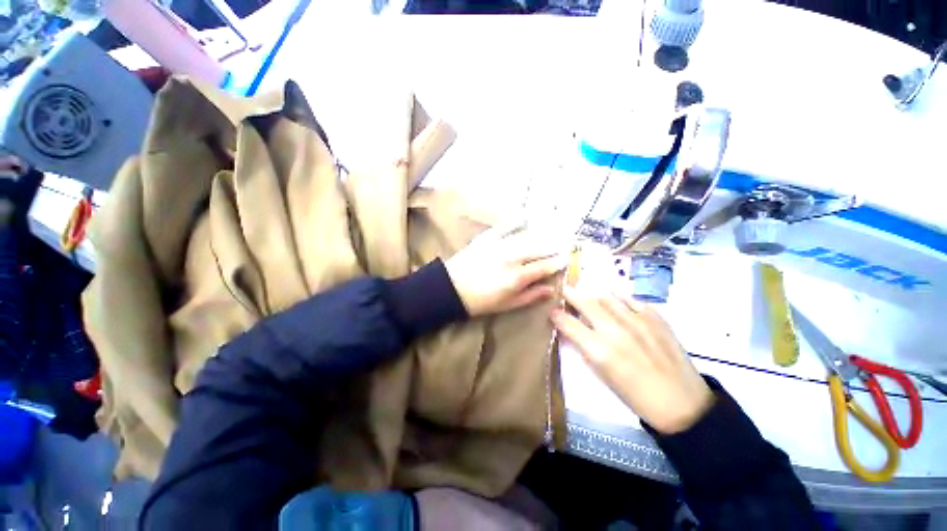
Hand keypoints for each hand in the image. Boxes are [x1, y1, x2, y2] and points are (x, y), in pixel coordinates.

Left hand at [444, 224, 567, 316]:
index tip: (567, 258)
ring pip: (526, 237)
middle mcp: (513, 257)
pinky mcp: (487, 238)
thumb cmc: (481, 301)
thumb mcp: (507, 304)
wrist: (452, 288)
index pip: (544, 266)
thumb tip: (551, 289)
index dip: (557, 262)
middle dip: (554, 245)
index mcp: (518, 276)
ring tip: (554, 229)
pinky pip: (505, 227)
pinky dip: (516, 222)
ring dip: (542, 234)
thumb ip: (530, 296)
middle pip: (539, 249)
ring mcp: (500, 245)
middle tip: (567, 241)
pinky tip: (525, 217)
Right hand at [551, 286, 713, 433]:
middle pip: (586, 303)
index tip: (551, 311)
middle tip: (564, 289)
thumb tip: (571, 331)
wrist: (682, 403)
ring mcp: (637, 321)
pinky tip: (615, 299)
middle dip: (571, 294)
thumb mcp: (602, 375)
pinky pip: (631, 300)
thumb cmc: (635, 395)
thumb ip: (585, 348)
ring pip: (607, 297)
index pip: (569, 324)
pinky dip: (619, 298)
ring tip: (587, 294)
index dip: (557, 315)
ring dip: (593, 295)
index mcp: (600, 350)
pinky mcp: (656, 318)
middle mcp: (616, 331)